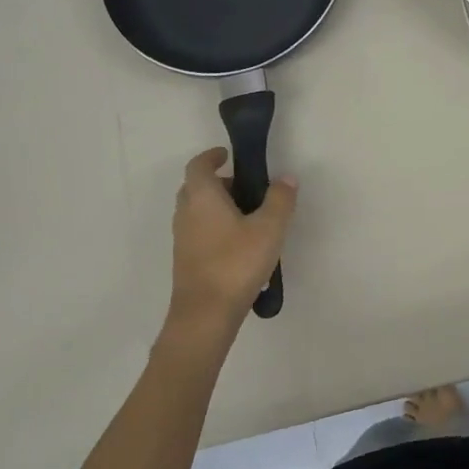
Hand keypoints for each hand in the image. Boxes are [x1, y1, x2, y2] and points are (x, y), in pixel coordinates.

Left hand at [166, 147, 298, 329]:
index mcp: (202, 197)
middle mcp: (186, 213)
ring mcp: (182, 238)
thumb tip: (286, 178)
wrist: (205, 314)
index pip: (198, 165)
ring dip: (216, 206)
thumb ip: (280, 200)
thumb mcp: (269, 229)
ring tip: (248, 216)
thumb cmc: (236, 263)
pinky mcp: (185, 260)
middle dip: (218, 182)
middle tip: (245, 187)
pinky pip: (199, 231)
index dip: (211, 156)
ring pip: (196, 211)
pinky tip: (240, 245)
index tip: (228, 155)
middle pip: (196, 187)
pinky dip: (215, 227)